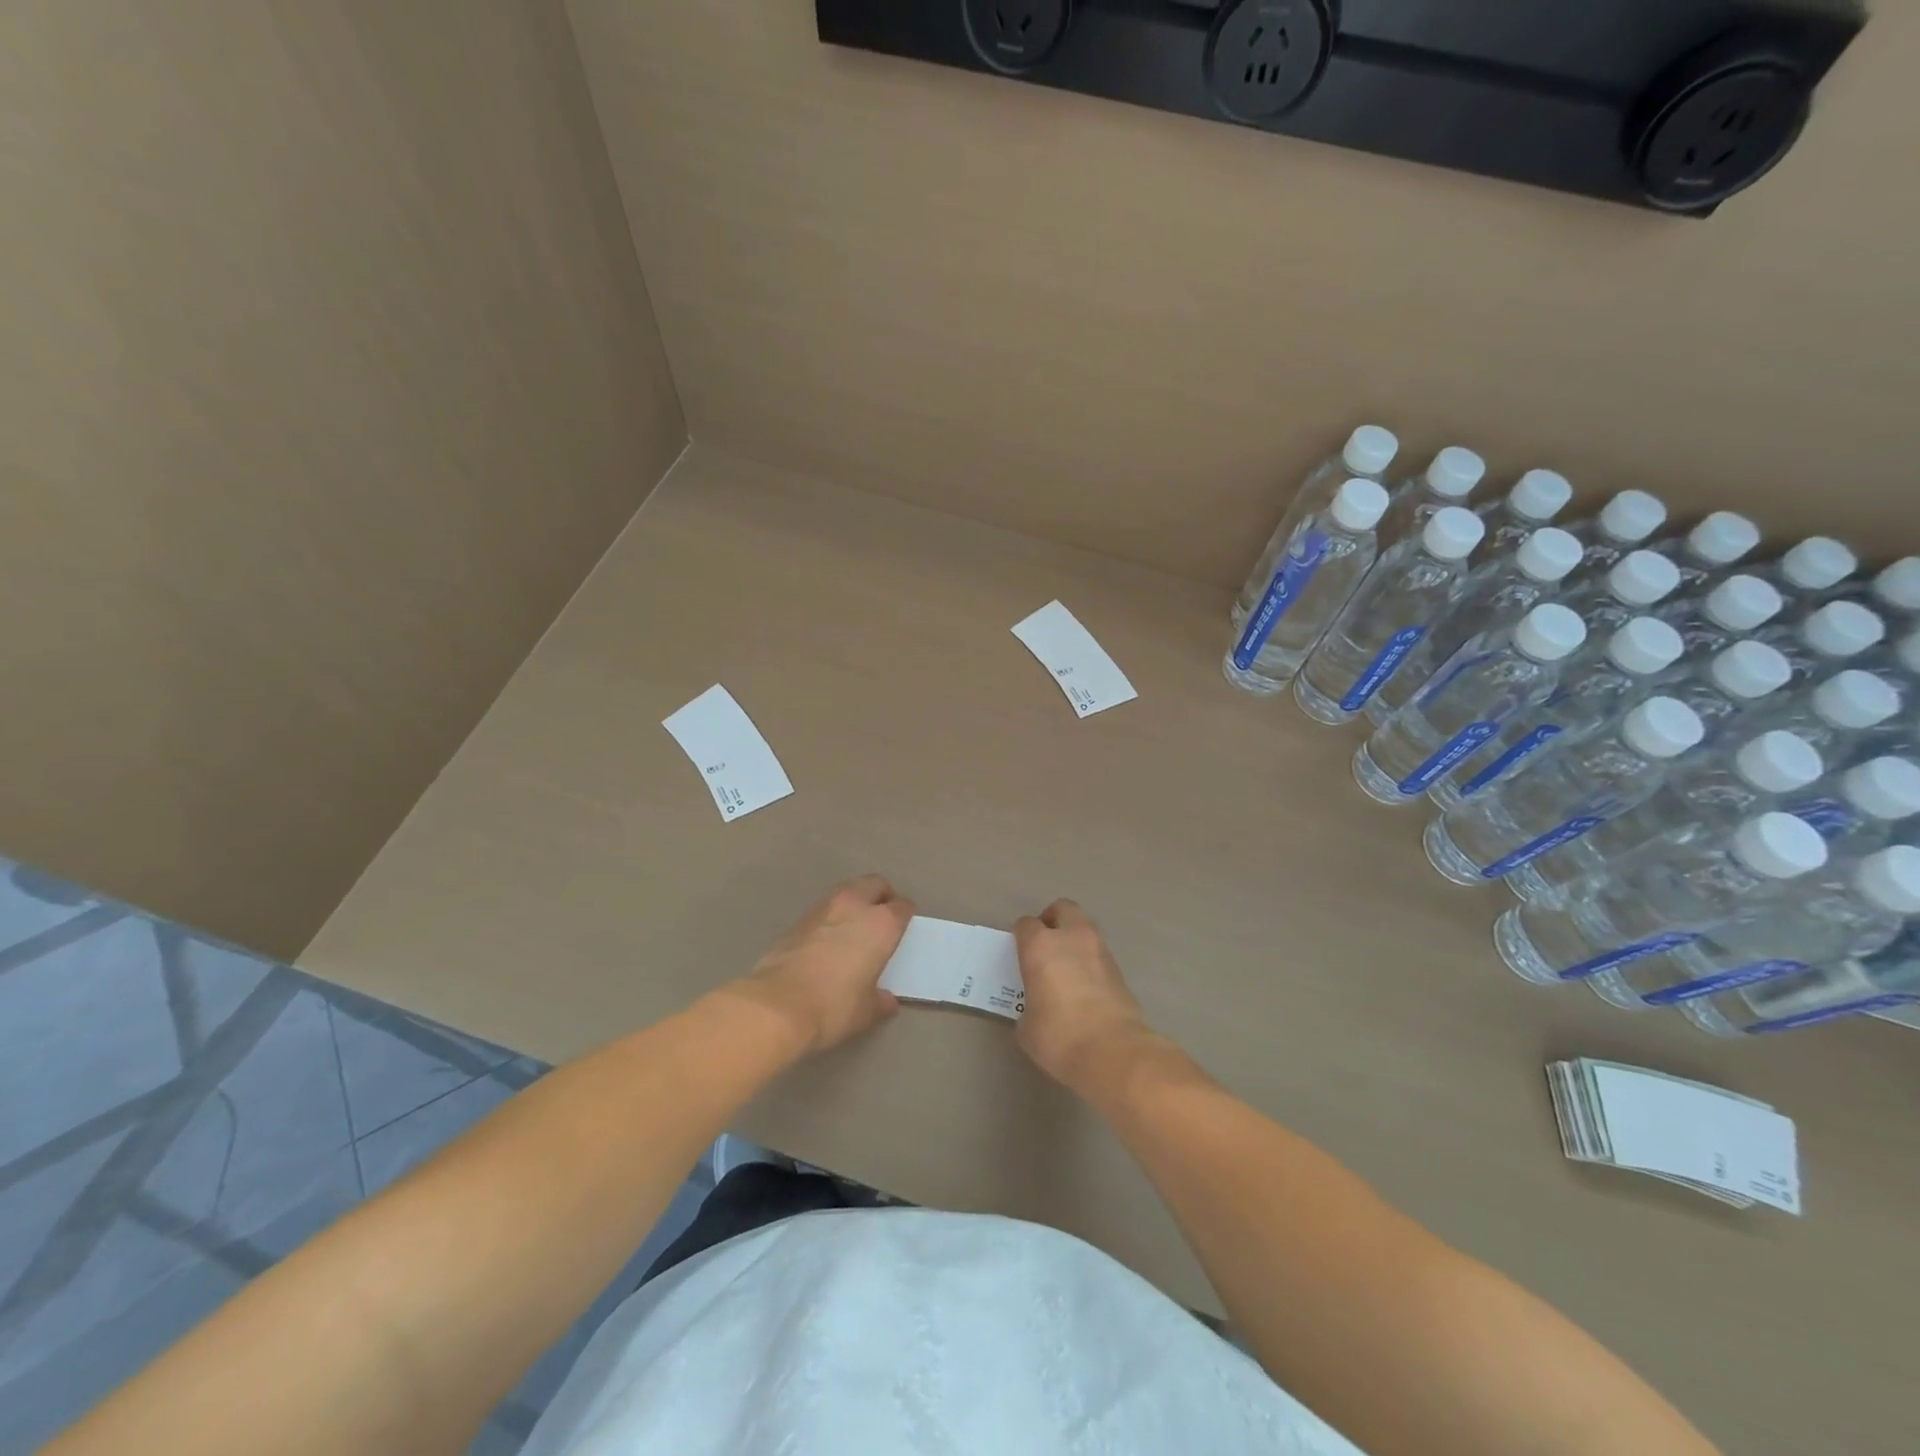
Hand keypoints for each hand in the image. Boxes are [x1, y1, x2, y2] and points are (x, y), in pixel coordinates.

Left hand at [735, 875, 912, 1053]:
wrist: (777, 1005)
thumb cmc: (834, 1006)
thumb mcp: (867, 1011)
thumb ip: (881, 1001)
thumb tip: (887, 1000)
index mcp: (881, 924)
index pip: (902, 907)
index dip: (906, 916)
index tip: (905, 928)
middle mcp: (854, 906)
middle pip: (875, 884)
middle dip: (882, 895)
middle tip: (883, 916)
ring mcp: (823, 909)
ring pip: (847, 891)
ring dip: (855, 902)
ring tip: (855, 927)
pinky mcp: (797, 920)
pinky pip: (824, 909)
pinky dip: (831, 917)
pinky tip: (828, 940)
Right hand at [1014, 899, 1158, 1096]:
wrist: (1113, 1051)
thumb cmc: (1059, 1036)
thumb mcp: (1027, 1026)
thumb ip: (1029, 1005)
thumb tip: (1039, 1007)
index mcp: (1040, 946)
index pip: (1026, 924)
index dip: (1021, 937)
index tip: (1020, 954)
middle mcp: (1071, 938)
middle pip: (1062, 909)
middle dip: (1052, 920)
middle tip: (1045, 945)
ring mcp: (1100, 950)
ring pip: (1085, 928)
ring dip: (1074, 939)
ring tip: (1066, 967)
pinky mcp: (1119, 969)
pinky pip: (1098, 953)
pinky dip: (1090, 961)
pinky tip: (1085, 986)